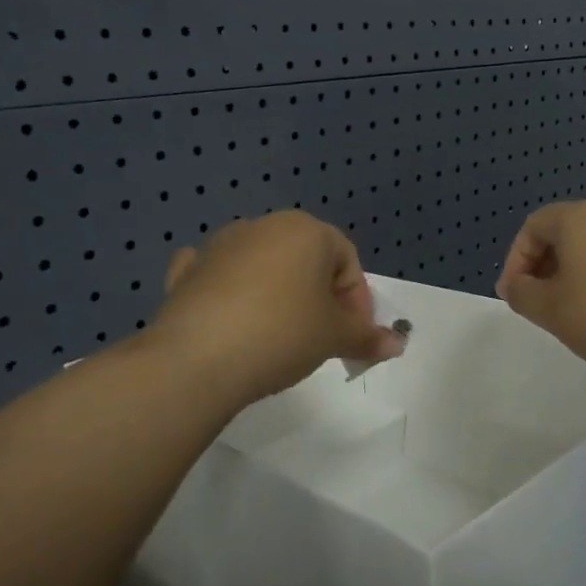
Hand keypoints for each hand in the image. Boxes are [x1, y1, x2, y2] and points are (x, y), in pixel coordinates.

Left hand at [150, 211, 403, 409]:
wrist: (197, 359)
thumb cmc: (282, 334)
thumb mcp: (335, 338)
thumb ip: (368, 337)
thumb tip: (397, 343)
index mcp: (306, 230)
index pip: (347, 261)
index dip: (357, 301)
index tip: (353, 337)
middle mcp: (263, 226)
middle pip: (306, 260)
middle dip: (320, 297)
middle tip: (322, 338)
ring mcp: (219, 246)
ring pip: (263, 266)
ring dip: (278, 294)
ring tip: (279, 337)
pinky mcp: (187, 271)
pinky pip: (219, 276)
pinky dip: (229, 292)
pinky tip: (230, 318)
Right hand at [496, 201, 585, 381]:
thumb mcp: (551, 310)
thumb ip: (522, 294)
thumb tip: (514, 285)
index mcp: (579, 218)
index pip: (533, 226)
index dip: (516, 260)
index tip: (515, 295)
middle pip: (565, 232)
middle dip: (544, 266)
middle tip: (540, 302)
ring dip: (575, 273)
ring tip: (573, 310)